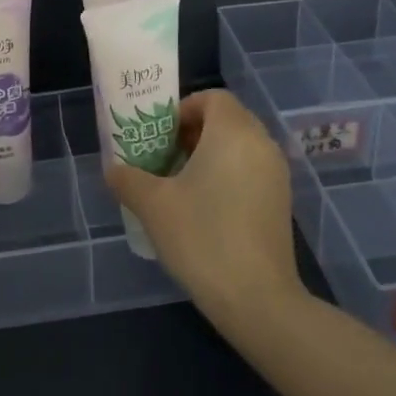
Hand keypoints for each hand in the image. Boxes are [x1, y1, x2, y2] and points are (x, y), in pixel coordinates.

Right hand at [105, 89, 305, 322]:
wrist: (257, 298)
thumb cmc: (202, 237)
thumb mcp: (153, 205)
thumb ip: (128, 179)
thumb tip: (113, 169)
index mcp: (234, 132)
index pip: (212, 97)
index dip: (183, 109)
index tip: (161, 136)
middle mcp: (261, 144)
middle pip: (226, 120)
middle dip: (193, 132)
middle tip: (164, 159)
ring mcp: (277, 174)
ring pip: (240, 146)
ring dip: (209, 155)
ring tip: (180, 186)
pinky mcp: (281, 202)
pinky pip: (251, 170)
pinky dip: (228, 175)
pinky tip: (206, 210)